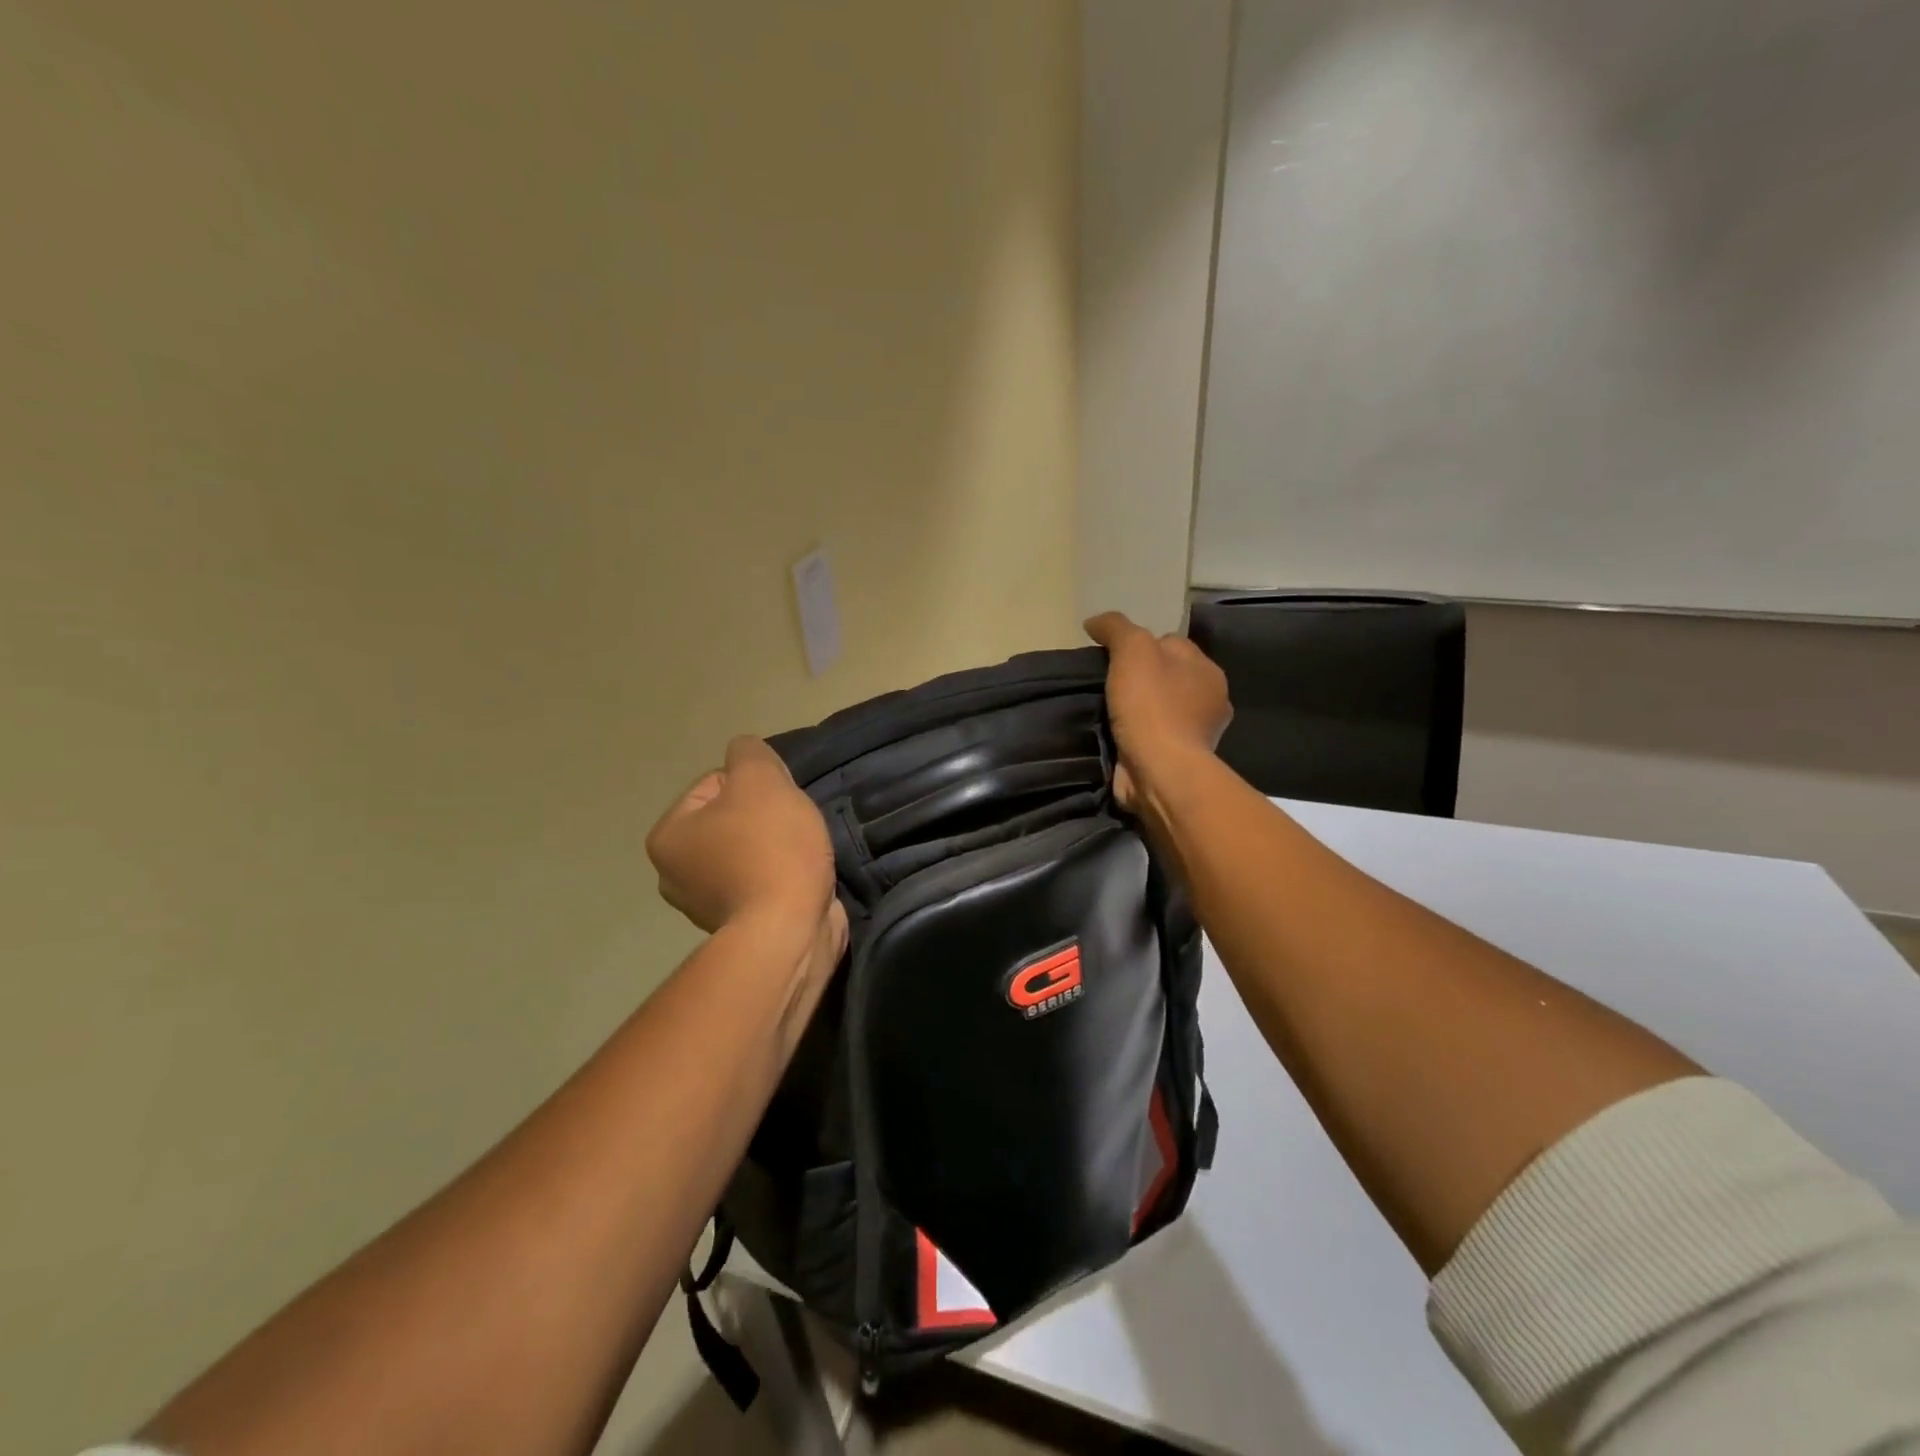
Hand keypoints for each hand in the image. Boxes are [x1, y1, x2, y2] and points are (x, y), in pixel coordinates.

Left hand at [647, 737, 843, 947]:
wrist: (789, 930)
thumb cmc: (769, 848)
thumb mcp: (760, 779)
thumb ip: (749, 753)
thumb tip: (744, 754)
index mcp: (668, 836)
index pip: (714, 783)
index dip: (754, 785)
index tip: (777, 804)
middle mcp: (675, 873)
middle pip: (732, 819)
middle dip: (765, 818)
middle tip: (791, 828)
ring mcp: (706, 904)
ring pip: (750, 850)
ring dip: (777, 847)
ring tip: (801, 854)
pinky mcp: (740, 926)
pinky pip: (763, 882)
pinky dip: (782, 876)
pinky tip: (801, 878)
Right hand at [1084, 612, 1231, 812]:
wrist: (1159, 770)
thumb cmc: (1151, 705)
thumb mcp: (1131, 649)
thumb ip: (1115, 628)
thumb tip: (1095, 622)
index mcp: (1207, 669)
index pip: (1171, 644)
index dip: (1139, 646)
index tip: (1110, 658)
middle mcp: (1209, 700)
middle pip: (1165, 677)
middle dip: (1139, 679)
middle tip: (1104, 685)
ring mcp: (1195, 734)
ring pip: (1158, 709)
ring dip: (1136, 711)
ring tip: (1103, 712)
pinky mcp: (1177, 761)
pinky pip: (1152, 738)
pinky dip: (1135, 736)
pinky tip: (1114, 736)